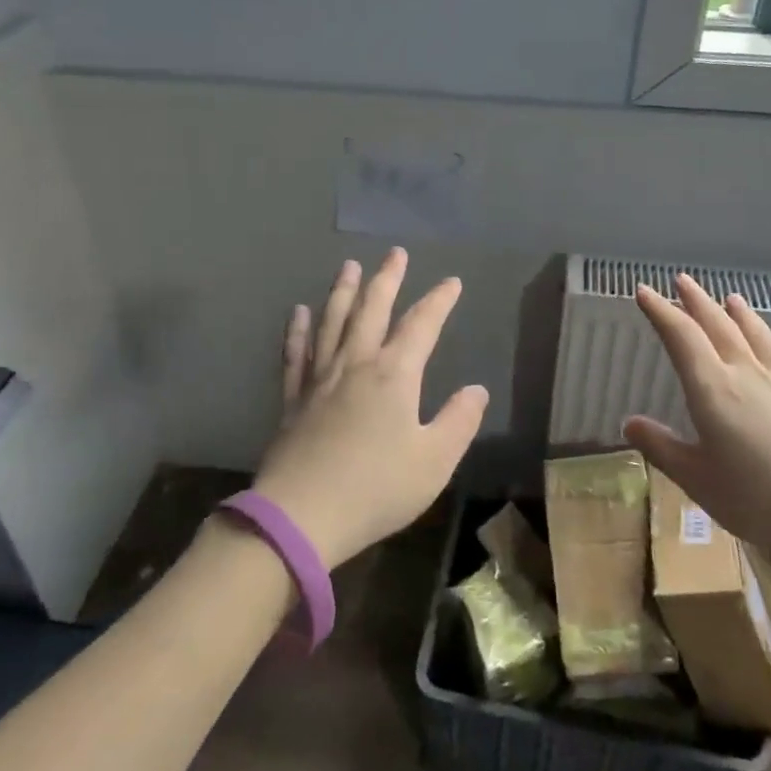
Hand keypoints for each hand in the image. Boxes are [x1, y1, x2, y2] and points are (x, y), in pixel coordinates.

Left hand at [252, 248, 488, 568]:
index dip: (439, 300)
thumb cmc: (377, 489)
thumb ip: (458, 422)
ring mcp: (320, 379)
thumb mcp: (434, 462)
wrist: (301, 517)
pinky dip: (297, 330)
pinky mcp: (294, 399)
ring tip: (349, 266)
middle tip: (395, 253)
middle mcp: (356, 365)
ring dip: (343, 292)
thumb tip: (476, 389)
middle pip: (372, 310)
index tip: (452, 281)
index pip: (422, 325)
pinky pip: (296, 354)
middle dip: (387, 279)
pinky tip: (298, 312)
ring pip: (333, 323)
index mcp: (394, 376)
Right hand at [621, 274, 770, 596]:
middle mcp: (743, 373)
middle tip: (679, 280)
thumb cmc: (758, 499)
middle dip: (694, 301)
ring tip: (723, 296)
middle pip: (715, 325)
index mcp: (712, 389)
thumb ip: (662, 448)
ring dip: (730, 310)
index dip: (660, 311)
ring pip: (748, 332)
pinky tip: (761, 333)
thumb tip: (629, 423)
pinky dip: (760, 330)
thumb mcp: (697, 479)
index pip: (681, 337)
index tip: (643, 291)